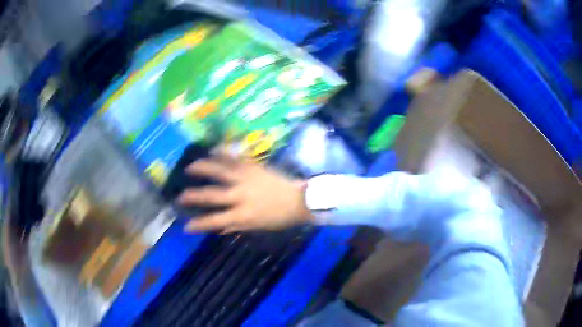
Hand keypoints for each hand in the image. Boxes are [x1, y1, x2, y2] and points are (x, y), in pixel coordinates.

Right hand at [178, 158, 313, 232]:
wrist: (299, 200)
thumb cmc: (278, 218)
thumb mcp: (256, 227)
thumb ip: (235, 226)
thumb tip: (217, 226)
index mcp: (242, 215)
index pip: (214, 221)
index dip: (198, 224)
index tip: (186, 227)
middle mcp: (240, 196)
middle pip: (211, 195)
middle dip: (193, 196)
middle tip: (180, 196)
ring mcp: (246, 179)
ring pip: (219, 171)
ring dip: (202, 168)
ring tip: (189, 167)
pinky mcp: (253, 167)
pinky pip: (234, 158)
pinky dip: (222, 154)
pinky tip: (212, 150)